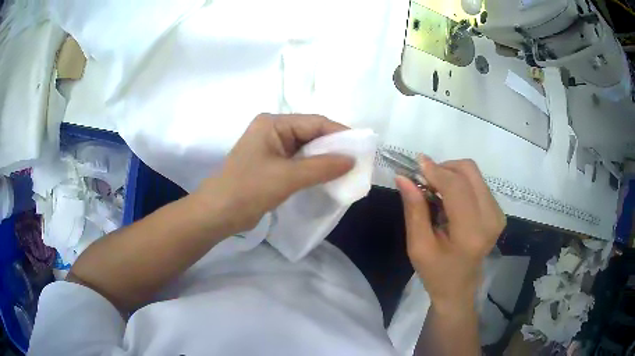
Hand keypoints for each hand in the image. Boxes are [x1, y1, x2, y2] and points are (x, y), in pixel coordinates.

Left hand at [193, 113, 353, 233]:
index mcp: (273, 124)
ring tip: (347, 170)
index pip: (314, 122)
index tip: (362, 147)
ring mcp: (272, 148)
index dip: (339, 133)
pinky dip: (314, 169)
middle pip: (311, 134)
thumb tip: (351, 160)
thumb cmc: (248, 189)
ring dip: (325, 159)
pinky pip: (299, 162)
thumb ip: (321, 167)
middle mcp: (273, 131)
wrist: (218, 213)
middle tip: (358, 161)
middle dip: (334, 147)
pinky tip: (328, 177)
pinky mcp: (272, 165)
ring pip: (306, 149)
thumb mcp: (287, 177)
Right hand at [396, 157, 504, 313]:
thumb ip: (414, 209)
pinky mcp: (498, 211)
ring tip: (436, 191)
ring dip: (451, 174)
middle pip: (469, 171)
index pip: (456, 187)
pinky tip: (450, 198)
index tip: (416, 163)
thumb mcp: (418, 245)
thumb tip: (403, 177)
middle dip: (444, 168)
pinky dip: (460, 183)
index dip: (435, 170)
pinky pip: (478, 183)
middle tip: (425, 181)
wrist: (459, 287)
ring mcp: (497, 214)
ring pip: (474, 174)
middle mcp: (491, 218)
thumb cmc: (436, 272)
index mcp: (471, 232)